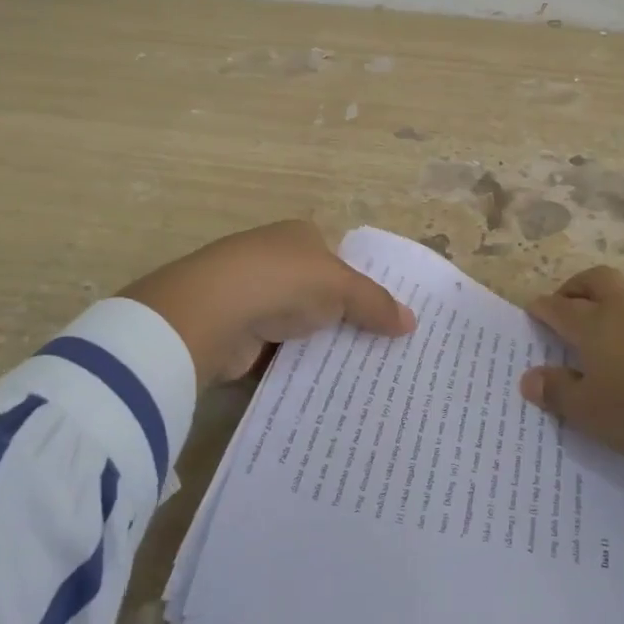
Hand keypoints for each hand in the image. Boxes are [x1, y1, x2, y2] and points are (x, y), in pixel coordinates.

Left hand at [121, 221, 415, 388]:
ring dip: (319, 346)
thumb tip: (412, 323)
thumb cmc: (282, 281)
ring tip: (359, 375)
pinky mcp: (238, 334)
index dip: (363, 284)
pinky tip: (321, 387)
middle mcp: (274, 261)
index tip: (388, 316)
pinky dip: (295, 367)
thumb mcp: (341, 287)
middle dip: (344, 319)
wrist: (210, 313)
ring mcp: (251, 297)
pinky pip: (278, 353)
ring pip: (299, 325)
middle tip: (382, 351)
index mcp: (298, 236)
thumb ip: (376, 303)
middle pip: (319, 293)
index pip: (338, 259)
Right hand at [521, 267, 623, 497]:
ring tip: (608, 311)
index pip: (560, 308)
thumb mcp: (590, 413)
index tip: (532, 309)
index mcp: (594, 325)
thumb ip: (557, 391)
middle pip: (597, 279)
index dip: (542, 307)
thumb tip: (529, 377)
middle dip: (576, 286)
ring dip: (614, 291)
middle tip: (566, 303)